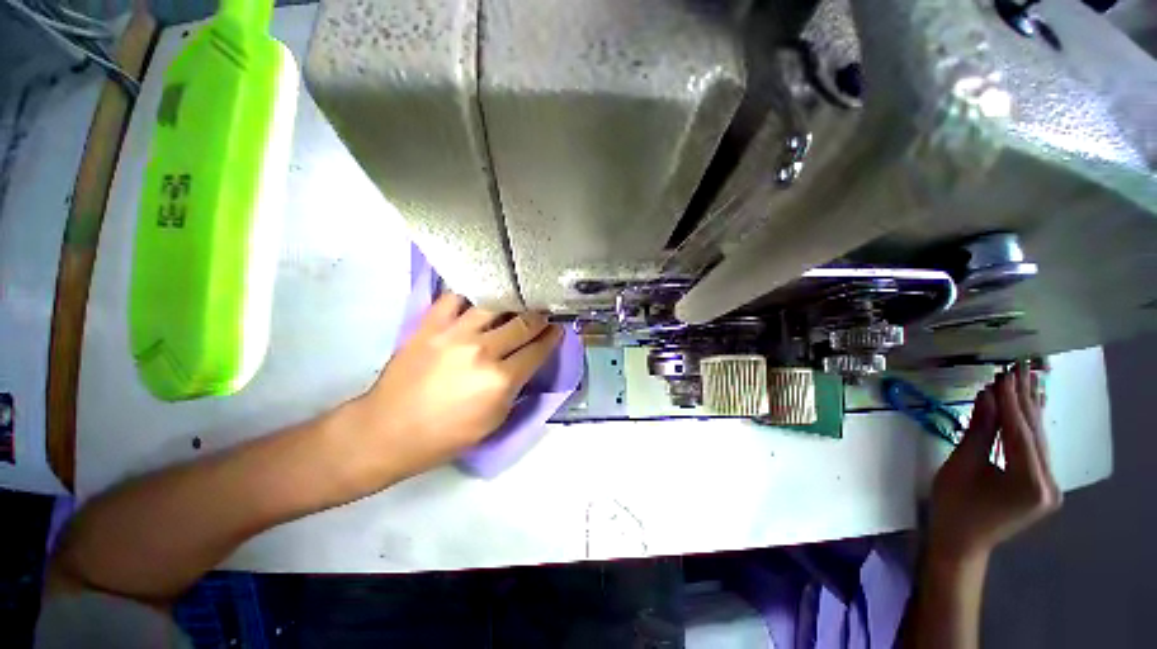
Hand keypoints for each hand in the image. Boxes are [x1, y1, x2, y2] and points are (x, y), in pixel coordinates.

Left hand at [345, 293, 562, 486]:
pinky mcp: (430, 325)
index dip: (553, 338)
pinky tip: (479, 297)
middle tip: (544, 313)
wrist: (388, 430)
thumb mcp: (494, 421)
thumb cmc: (446, 435)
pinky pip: (455, 297)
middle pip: (524, 323)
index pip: (538, 350)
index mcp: (501, 380)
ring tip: (517, 301)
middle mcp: (483, 351)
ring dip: (512, 303)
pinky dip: (471, 295)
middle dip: (540, 317)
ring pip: (495, 305)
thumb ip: (516, 388)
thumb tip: (527, 363)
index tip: (559, 329)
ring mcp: (455, 334)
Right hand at [928, 363, 1060, 563]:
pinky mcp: (1043, 487)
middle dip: (1024, 399)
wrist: (961, 542)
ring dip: (1028, 410)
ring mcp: (1050, 487)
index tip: (1003, 373)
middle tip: (1016, 367)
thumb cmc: (954, 506)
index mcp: (1030, 483)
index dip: (1011, 401)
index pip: (1021, 432)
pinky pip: (1036, 450)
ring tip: (1023, 379)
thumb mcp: (962, 466)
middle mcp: (1049, 484)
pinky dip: (1028, 428)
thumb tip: (987, 396)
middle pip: (1035, 434)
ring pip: (1038, 440)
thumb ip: (980, 431)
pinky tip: (1030, 407)